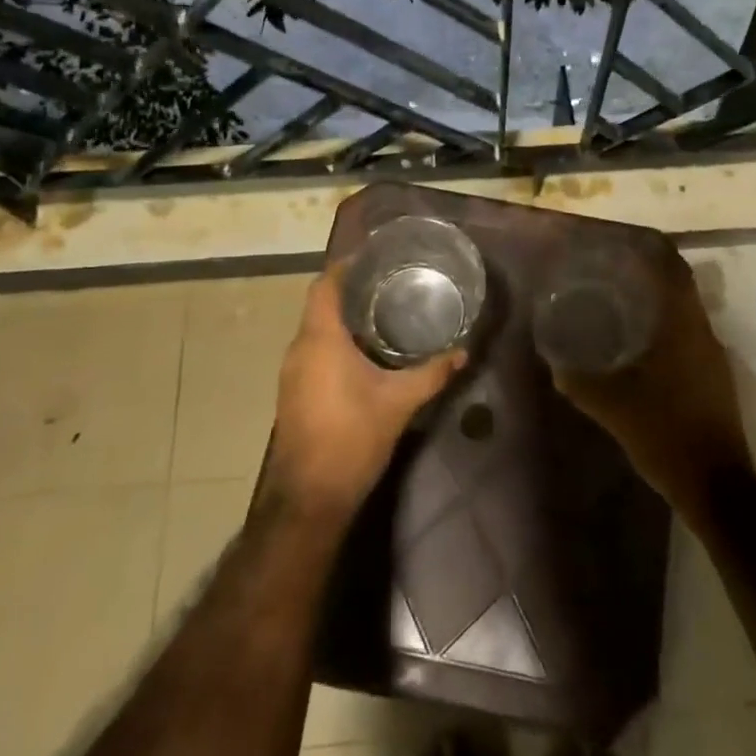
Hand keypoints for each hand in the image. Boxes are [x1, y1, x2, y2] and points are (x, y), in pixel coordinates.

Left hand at [264, 263, 467, 520]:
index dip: (345, 265)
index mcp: (320, 340)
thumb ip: (432, 373)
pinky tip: (367, 353)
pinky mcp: (294, 392)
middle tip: (390, 283)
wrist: (308, 498)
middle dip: (352, 291)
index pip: (324, 285)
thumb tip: (463, 351)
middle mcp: (299, 349)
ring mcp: (292, 372)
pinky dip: (337, 342)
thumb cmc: (352, 439)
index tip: (375, 257)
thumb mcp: (399, 403)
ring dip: (344, 318)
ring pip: (317, 330)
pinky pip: (314, 351)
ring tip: (384, 313)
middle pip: (321, 305)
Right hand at [550, 244, 751, 522]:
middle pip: (679, 289)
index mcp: (684, 329)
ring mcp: (712, 358)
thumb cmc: (666, 434)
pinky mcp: (713, 379)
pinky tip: (637, 344)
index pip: (674, 271)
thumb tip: (554, 362)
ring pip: (684, 314)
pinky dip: (664, 329)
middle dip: (648, 275)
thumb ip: (580, 381)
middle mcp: (703, 334)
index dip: (652, 251)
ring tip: (618, 302)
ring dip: (657, 303)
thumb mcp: (613, 407)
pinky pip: (687, 337)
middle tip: (611, 272)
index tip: (623, 244)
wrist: (716, 485)